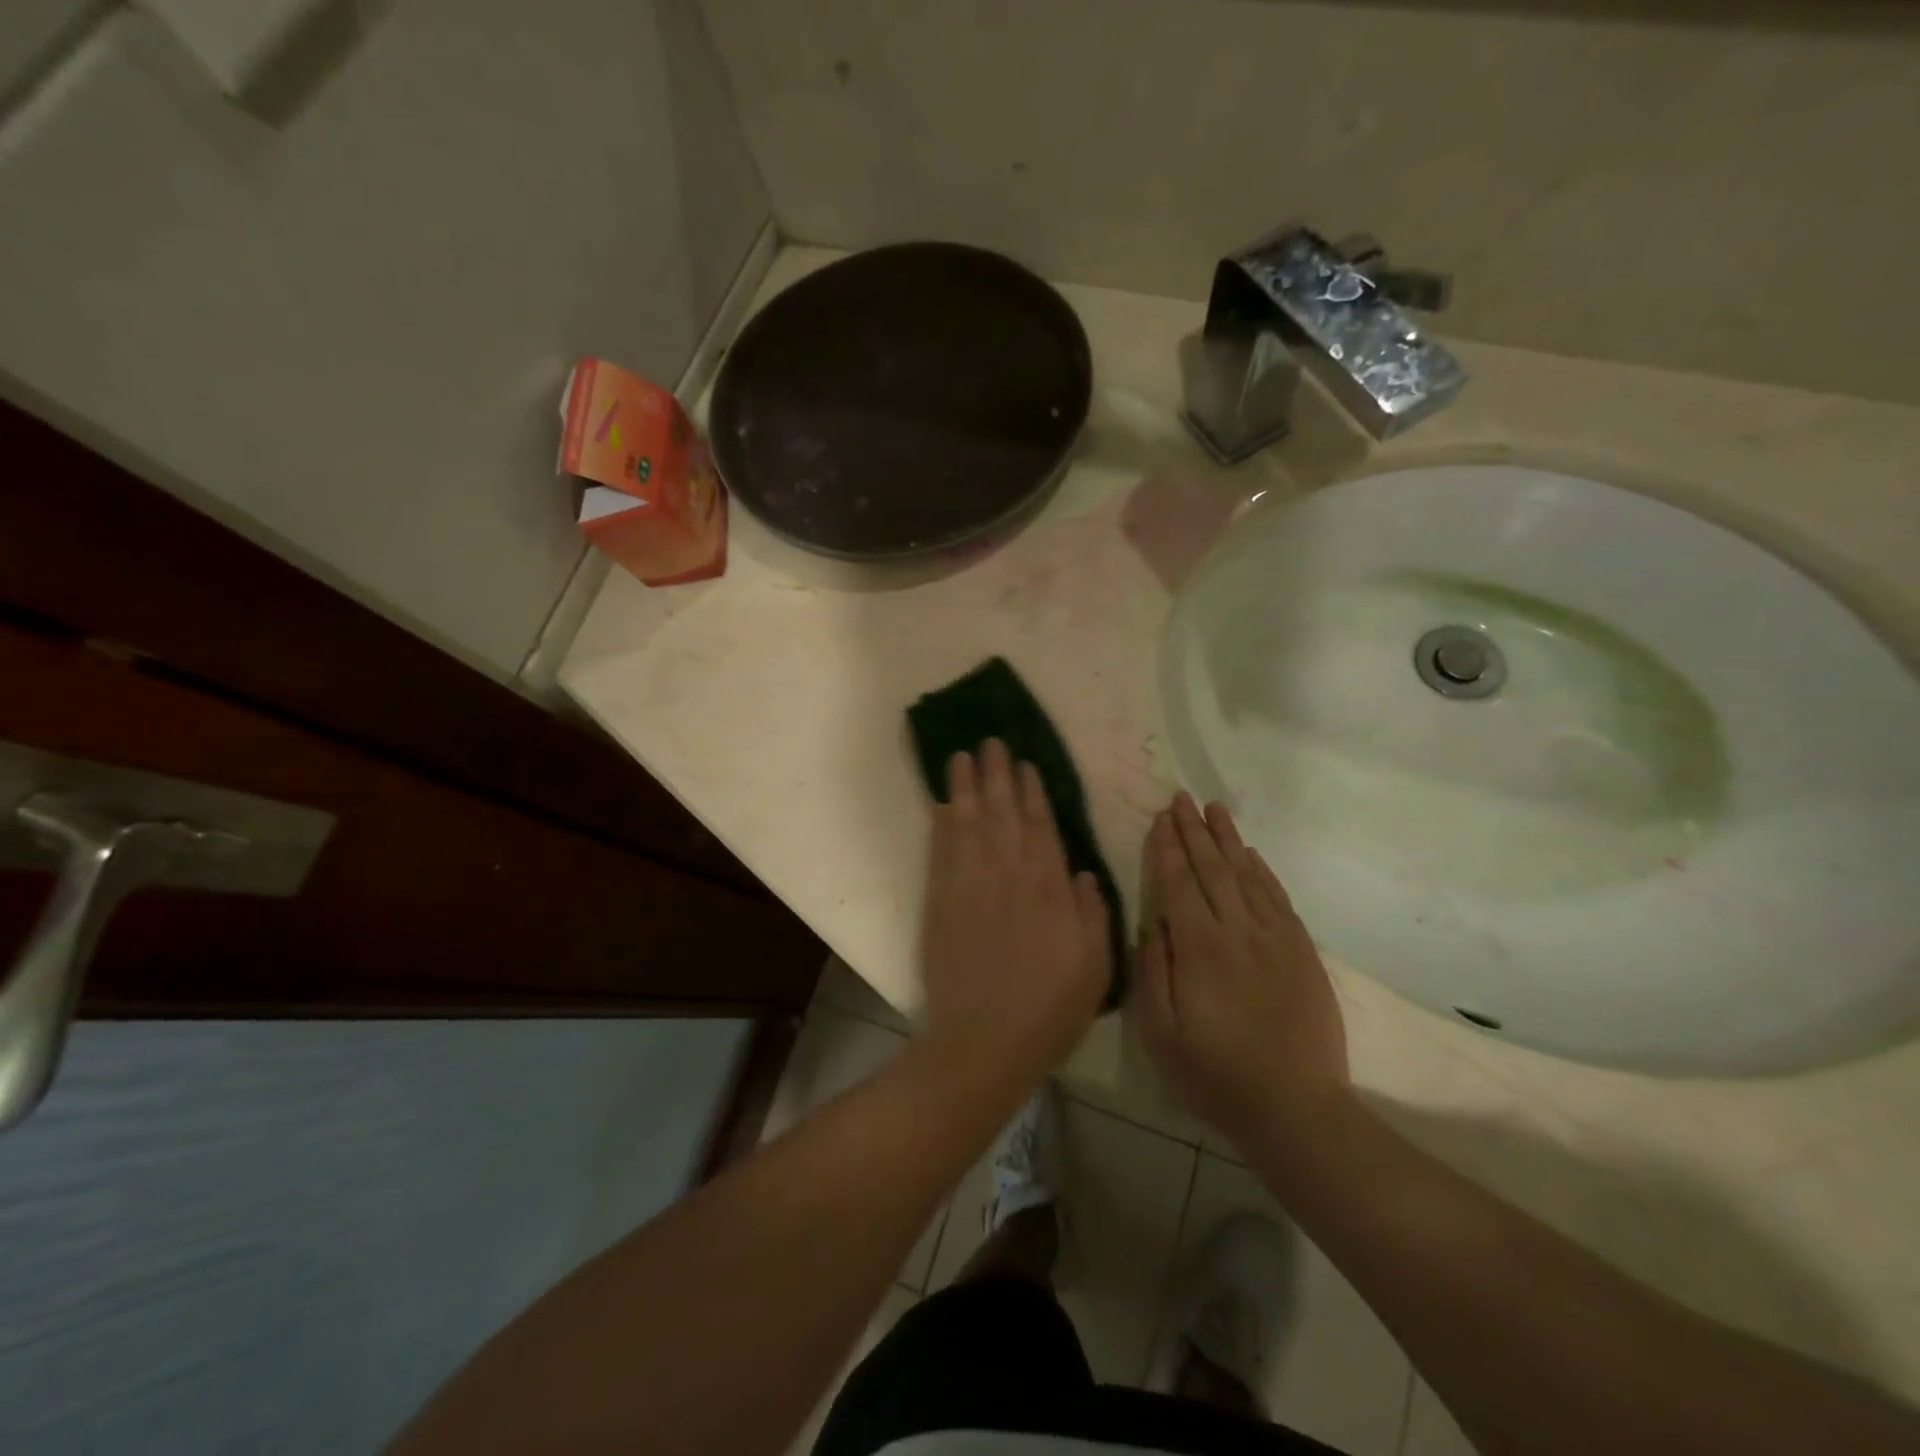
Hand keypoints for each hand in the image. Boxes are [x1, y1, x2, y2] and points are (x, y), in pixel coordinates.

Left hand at [918, 740, 1110, 1079]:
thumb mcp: (1095, 966)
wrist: (984, 1041)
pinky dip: (941, 824)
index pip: (1041, 827)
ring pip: (970, 823)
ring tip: (961, 757)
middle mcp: (1010, 876)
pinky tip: (942, 803)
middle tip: (990, 742)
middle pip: (1003, 814)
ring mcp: (971, 886)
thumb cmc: (1049, 1009)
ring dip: (966, 787)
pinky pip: (941, 852)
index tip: (1025, 764)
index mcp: (1050, 889)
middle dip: (998, 775)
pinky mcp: (941, 902)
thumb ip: (1092, 913)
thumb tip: (1082, 872)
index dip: (1031, 793)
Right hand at [1136, 793, 1350, 1154]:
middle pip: (1213, 868)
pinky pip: (1278, 898)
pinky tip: (1251, 854)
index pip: (1179, 883)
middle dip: (1194, 830)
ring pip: (1247, 874)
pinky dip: (1262, 870)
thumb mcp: (1162, 1032)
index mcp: (1200, 947)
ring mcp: (1275, 938)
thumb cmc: (1215, 1073)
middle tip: (1182, 797)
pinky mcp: (1301, 951)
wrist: (1295, 1107)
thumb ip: (1153, 970)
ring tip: (1215, 808)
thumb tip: (1151, 922)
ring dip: (1228, 839)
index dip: (1168, 848)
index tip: (1160, 818)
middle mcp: (1238, 930)